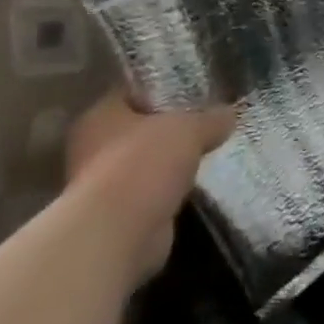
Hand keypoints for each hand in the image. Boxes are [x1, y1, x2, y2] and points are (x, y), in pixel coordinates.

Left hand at [65, 92, 236, 285]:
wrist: (118, 234)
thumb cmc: (144, 162)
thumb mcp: (190, 128)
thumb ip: (211, 119)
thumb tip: (231, 114)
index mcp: (99, 116)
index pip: (132, 92)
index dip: (163, 89)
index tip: (193, 89)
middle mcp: (92, 148)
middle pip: (138, 129)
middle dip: (168, 129)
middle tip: (205, 120)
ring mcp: (101, 186)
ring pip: (144, 164)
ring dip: (169, 164)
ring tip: (207, 151)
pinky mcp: (118, 218)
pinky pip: (150, 194)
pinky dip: (168, 192)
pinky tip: (196, 184)